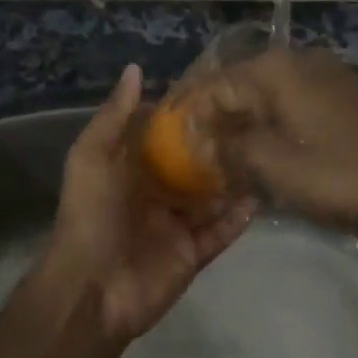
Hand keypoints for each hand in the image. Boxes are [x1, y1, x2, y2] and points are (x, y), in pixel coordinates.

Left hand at [38, 64, 256, 343]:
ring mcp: (174, 225)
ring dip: (233, 181)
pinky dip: (238, 219)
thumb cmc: (91, 215)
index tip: (217, 90)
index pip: (160, 135)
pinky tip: (261, 197)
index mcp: (128, 168)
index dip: (184, 115)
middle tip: (254, 121)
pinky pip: (219, 233)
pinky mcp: (191, 254)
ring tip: (266, 154)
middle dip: (216, 147)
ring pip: (210, 198)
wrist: (92, 289)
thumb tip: (135, 69)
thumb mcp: (92, 157)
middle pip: (191, 166)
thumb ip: (113, 115)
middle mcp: (153, 193)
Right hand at [205, 48, 357, 238]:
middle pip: (239, 83)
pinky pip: (289, 100)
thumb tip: (201, 142)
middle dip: (214, 114)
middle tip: (192, 148)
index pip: (215, 85)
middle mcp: (297, 60)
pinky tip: (259, 146)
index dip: (190, 112)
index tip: (170, 139)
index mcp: (275, 69)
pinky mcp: (340, 94)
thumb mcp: (274, 166)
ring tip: (220, 151)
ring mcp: (323, 74)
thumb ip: (229, 149)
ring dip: (240, 119)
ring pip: (264, 92)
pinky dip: (268, 120)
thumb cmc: (339, 175)